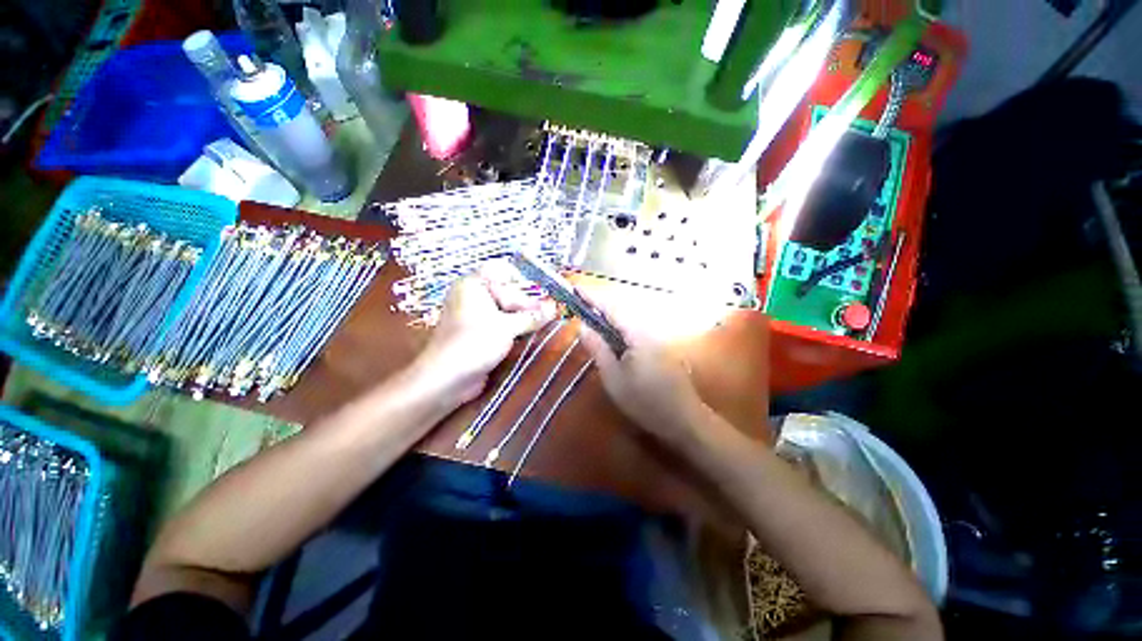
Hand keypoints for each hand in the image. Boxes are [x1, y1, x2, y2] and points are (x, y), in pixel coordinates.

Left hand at [412, 270, 557, 407]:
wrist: (447, 378)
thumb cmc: (475, 342)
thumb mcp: (508, 326)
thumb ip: (532, 316)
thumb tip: (554, 308)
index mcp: (474, 285)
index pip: (504, 271)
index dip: (524, 281)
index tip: (543, 295)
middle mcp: (472, 296)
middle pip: (506, 290)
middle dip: (527, 301)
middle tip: (547, 312)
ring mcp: (474, 316)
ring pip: (505, 309)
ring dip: (523, 316)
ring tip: (543, 323)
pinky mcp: (478, 333)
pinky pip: (501, 324)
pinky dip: (516, 328)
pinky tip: (531, 334)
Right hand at [576, 287, 704, 443]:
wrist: (684, 419)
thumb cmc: (645, 401)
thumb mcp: (613, 378)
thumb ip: (598, 349)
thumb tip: (582, 327)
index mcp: (638, 333)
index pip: (612, 308)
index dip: (593, 298)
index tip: (576, 289)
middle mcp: (650, 329)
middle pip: (621, 310)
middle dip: (600, 306)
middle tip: (581, 307)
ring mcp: (658, 337)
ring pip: (629, 320)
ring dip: (610, 318)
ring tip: (592, 321)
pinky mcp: (661, 346)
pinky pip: (636, 330)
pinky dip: (621, 329)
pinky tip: (613, 339)